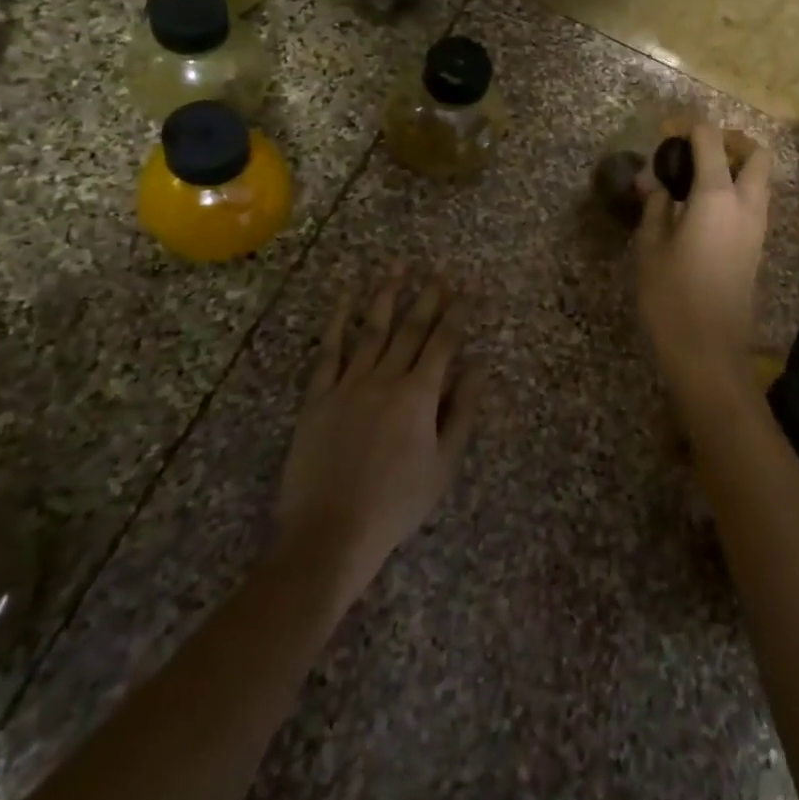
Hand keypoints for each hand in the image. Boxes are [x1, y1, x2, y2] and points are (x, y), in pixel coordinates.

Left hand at [276, 268, 486, 600]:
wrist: (329, 533)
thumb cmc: (396, 503)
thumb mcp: (443, 464)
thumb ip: (462, 411)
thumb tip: (480, 366)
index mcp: (419, 396)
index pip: (444, 342)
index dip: (459, 312)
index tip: (470, 287)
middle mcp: (385, 379)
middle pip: (411, 328)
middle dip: (428, 296)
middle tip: (439, 270)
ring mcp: (348, 384)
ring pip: (372, 329)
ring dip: (387, 295)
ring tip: (398, 267)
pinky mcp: (318, 396)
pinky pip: (329, 351)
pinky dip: (339, 321)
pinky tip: (347, 298)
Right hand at [633, 121, 773, 402]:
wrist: (709, 352)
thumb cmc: (671, 297)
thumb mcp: (651, 247)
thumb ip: (654, 206)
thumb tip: (651, 181)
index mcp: (717, 196)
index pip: (711, 141)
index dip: (689, 127)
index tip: (666, 130)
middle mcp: (747, 204)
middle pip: (756, 154)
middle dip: (731, 141)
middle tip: (697, 147)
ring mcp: (758, 228)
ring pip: (760, 180)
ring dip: (736, 166)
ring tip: (695, 176)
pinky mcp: (757, 248)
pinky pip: (754, 202)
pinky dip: (736, 190)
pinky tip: (702, 206)